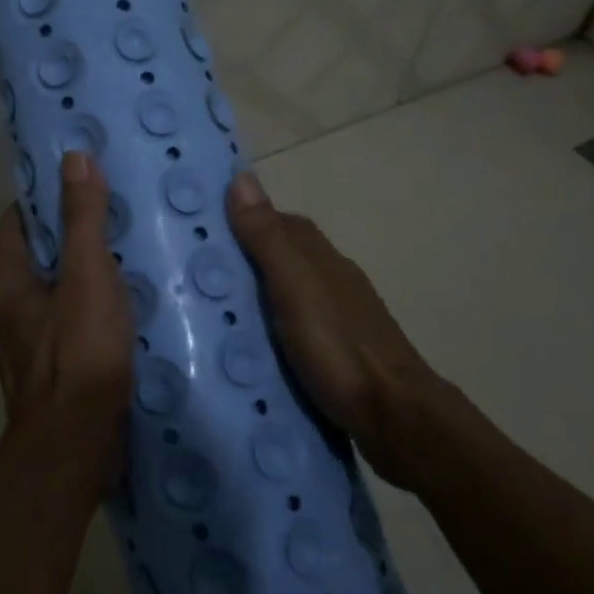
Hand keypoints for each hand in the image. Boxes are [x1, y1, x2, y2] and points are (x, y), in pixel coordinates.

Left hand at [0, 150, 133, 490]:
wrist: (77, 445)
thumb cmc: (80, 353)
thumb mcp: (87, 275)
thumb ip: (83, 219)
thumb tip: (74, 158)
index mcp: (8, 285)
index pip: (11, 226)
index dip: (37, 202)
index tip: (73, 185)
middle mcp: (9, 314)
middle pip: (33, 261)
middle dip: (66, 237)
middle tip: (111, 216)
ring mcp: (29, 348)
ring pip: (54, 296)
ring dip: (81, 277)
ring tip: (126, 257)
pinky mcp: (54, 374)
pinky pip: (70, 327)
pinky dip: (92, 312)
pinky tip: (128, 311)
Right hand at [226, 172, 451, 484]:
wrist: (395, 416)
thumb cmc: (338, 348)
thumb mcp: (294, 288)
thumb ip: (267, 238)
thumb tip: (241, 177)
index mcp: (322, 259)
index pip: (281, 223)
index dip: (246, 220)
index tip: (204, 229)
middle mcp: (333, 280)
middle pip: (285, 258)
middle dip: (246, 260)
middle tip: (198, 275)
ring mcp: (340, 319)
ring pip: (291, 294)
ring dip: (259, 296)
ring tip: (215, 311)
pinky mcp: (338, 353)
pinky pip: (296, 327)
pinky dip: (272, 327)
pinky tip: (252, 346)